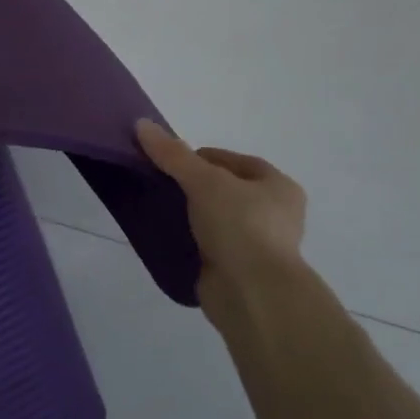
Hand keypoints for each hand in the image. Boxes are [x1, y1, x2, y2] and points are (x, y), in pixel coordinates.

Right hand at [136, 118, 306, 318]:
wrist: (252, 293)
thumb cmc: (240, 226)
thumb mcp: (204, 181)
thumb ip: (173, 155)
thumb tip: (141, 124)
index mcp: (278, 186)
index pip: (233, 161)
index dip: (200, 157)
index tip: (169, 164)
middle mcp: (274, 214)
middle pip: (224, 190)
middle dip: (193, 187)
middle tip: (161, 186)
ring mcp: (257, 245)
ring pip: (215, 219)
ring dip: (190, 215)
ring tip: (159, 210)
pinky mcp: (239, 270)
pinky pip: (209, 246)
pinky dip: (190, 241)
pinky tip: (168, 237)